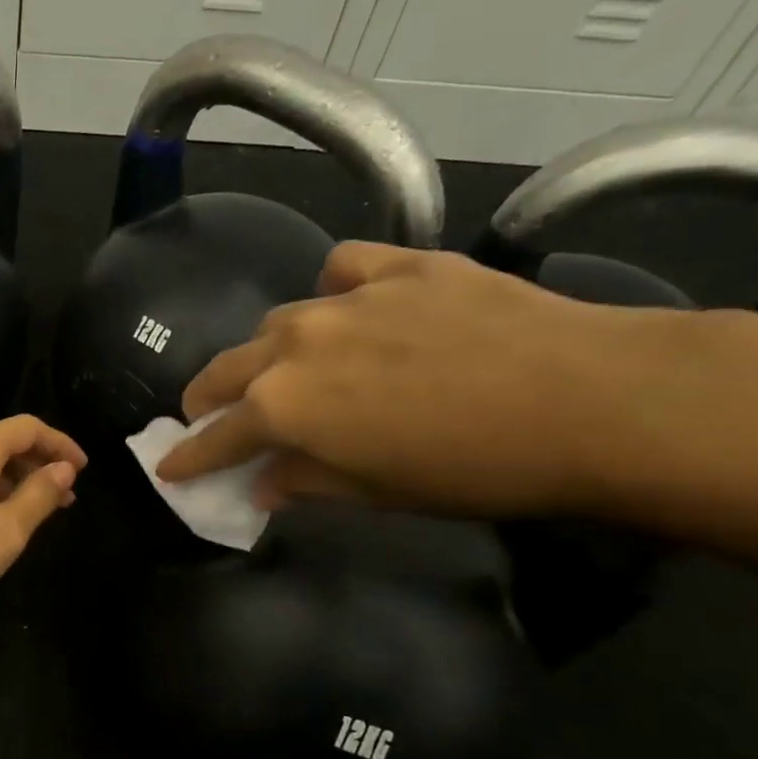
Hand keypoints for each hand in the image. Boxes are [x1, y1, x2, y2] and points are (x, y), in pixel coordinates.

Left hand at [0, 415, 86, 647]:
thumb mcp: (4, 533)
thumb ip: (38, 496)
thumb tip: (62, 469)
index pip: (28, 427)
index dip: (61, 444)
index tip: (84, 470)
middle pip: (2, 444)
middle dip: (38, 466)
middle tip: (66, 500)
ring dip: (12, 484)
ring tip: (36, 517)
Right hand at [156, 242, 679, 518]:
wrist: (588, 398)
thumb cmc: (471, 467)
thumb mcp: (375, 493)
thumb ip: (304, 483)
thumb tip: (264, 484)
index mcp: (282, 406)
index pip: (214, 436)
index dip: (187, 456)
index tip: (168, 466)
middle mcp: (295, 344)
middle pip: (227, 370)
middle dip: (208, 399)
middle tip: (208, 416)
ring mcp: (346, 298)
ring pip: (278, 321)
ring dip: (269, 352)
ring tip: (289, 368)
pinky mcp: (400, 265)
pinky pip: (342, 269)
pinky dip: (334, 290)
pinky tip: (352, 305)